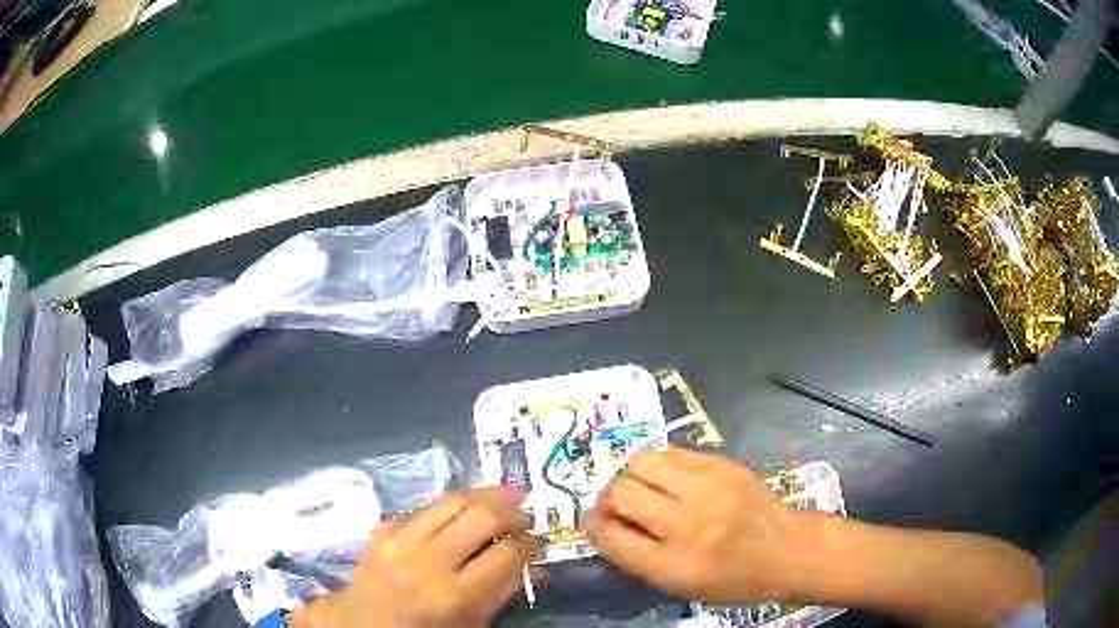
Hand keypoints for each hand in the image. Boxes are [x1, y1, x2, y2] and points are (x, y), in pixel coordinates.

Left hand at [291, 487, 539, 627]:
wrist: (362, 624)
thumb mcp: (470, 625)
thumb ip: (503, 593)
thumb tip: (538, 568)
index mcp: (452, 595)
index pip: (505, 555)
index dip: (530, 544)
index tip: (538, 541)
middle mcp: (426, 560)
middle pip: (481, 517)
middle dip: (512, 511)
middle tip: (527, 513)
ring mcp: (399, 539)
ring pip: (452, 500)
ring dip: (485, 494)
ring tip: (506, 494)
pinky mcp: (382, 528)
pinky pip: (425, 507)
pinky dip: (450, 506)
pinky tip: (464, 509)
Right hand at [584, 447, 808, 604]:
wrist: (790, 550)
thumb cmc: (735, 580)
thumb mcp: (683, 587)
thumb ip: (640, 560)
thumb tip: (605, 528)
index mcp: (675, 566)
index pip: (612, 537)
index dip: (593, 527)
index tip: (592, 523)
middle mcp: (689, 524)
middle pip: (621, 494)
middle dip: (607, 499)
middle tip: (615, 505)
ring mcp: (709, 489)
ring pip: (642, 463)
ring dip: (631, 476)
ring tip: (640, 487)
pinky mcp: (724, 465)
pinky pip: (672, 453)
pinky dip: (659, 465)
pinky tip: (666, 477)